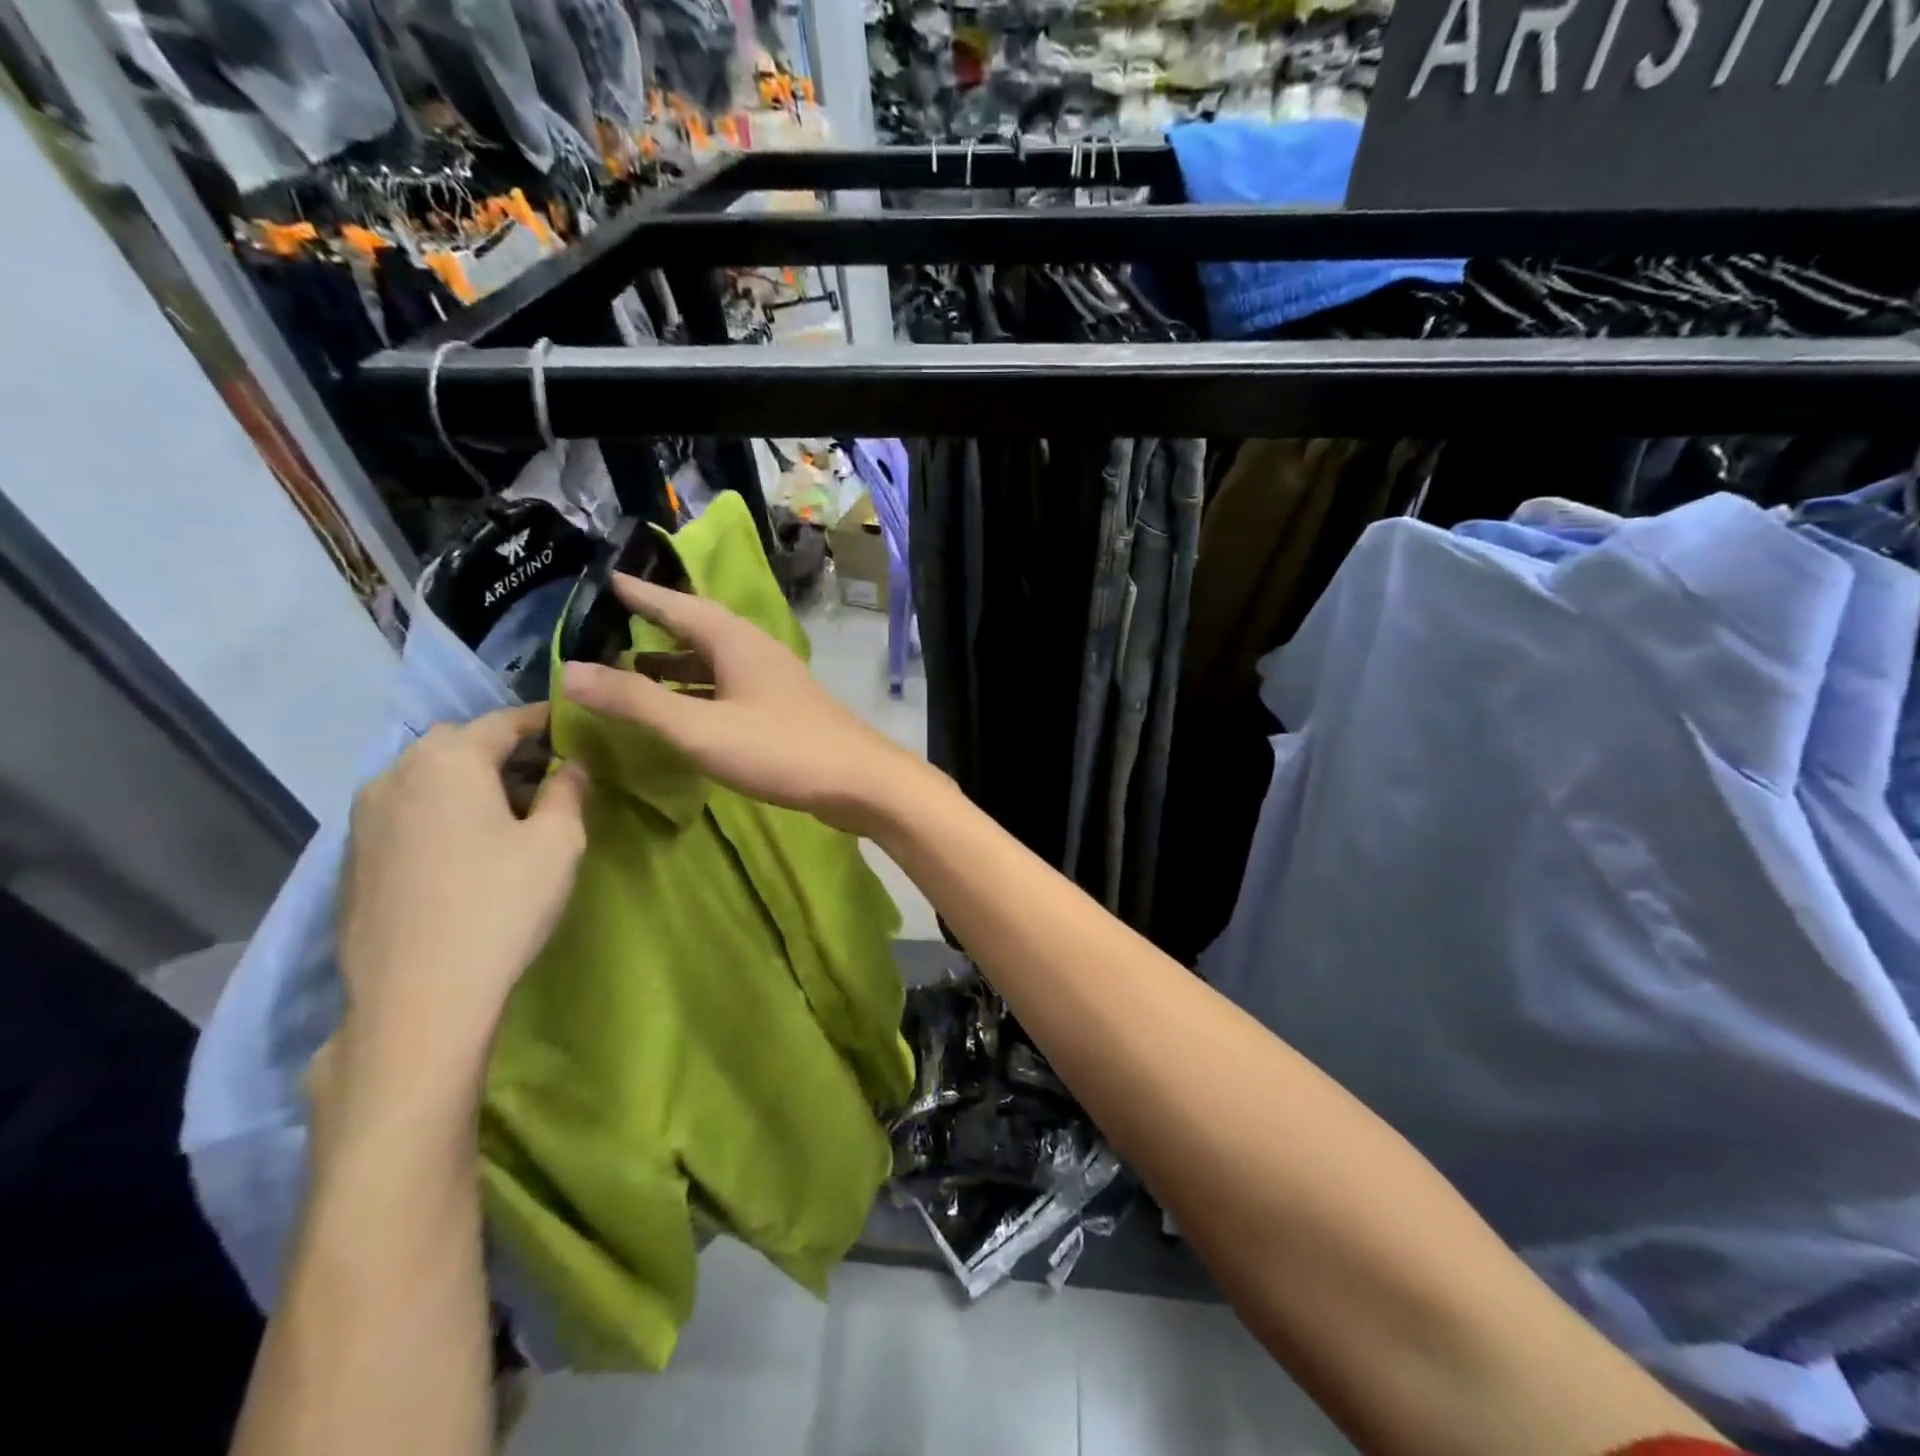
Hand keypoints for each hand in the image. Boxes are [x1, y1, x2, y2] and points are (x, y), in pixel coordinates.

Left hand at [337, 704, 587, 1081]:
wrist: (418, 998)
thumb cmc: (501, 905)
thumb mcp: (559, 842)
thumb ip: (569, 790)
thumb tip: (571, 766)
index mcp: (448, 760)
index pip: (506, 720)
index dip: (547, 721)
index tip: (579, 729)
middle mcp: (396, 774)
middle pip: (461, 743)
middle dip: (508, 751)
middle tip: (551, 775)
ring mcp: (364, 817)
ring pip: (430, 777)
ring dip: (473, 781)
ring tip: (514, 812)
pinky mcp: (354, 857)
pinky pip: (408, 811)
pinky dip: (444, 810)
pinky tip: (470, 847)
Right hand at [559, 575, 937, 836]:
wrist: (859, 782)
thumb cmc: (780, 750)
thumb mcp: (700, 727)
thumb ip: (637, 702)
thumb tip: (568, 670)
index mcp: (735, 641)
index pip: (678, 605)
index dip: (640, 594)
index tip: (605, 580)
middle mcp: (755, 652)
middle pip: (697, 631)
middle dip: (655, 629)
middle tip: (608, 630)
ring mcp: (772, 682)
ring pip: (713, 663)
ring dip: (675, 666)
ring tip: (632, 672)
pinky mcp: (781, 711)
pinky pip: (727, 689)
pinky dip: (698, 693)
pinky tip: (682, 712)